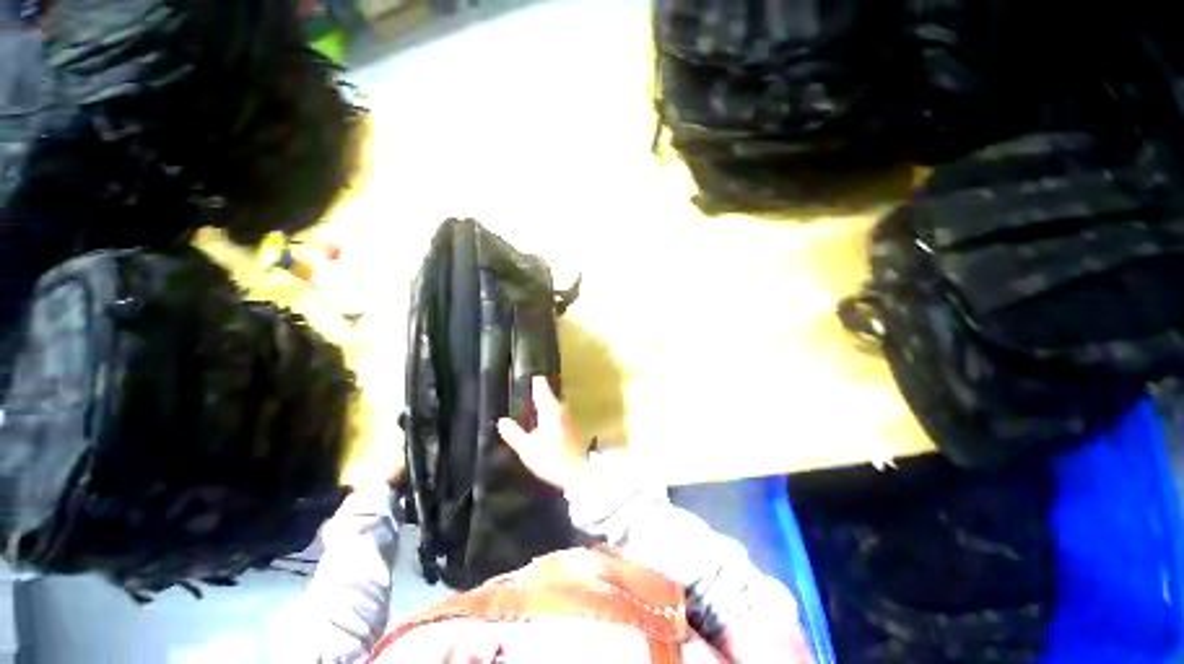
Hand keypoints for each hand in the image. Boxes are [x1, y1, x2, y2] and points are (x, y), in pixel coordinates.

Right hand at [497, 376, 588, 490]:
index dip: (531, 379)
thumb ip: (514, 433)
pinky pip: (556, 411)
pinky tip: (539, 420)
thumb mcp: (528, 449)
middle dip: (535, 392)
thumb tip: (501, 420)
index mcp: (550, 408)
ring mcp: (568, 415)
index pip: (541, 385)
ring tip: (527, 405)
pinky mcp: (571, 424)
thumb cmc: (552, 459)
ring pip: (552, 402)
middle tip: (520, 391)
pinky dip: (547, 411)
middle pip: (547, 393)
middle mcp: (561, 407)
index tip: (521, 375)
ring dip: (541, 402)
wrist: (579, 473)